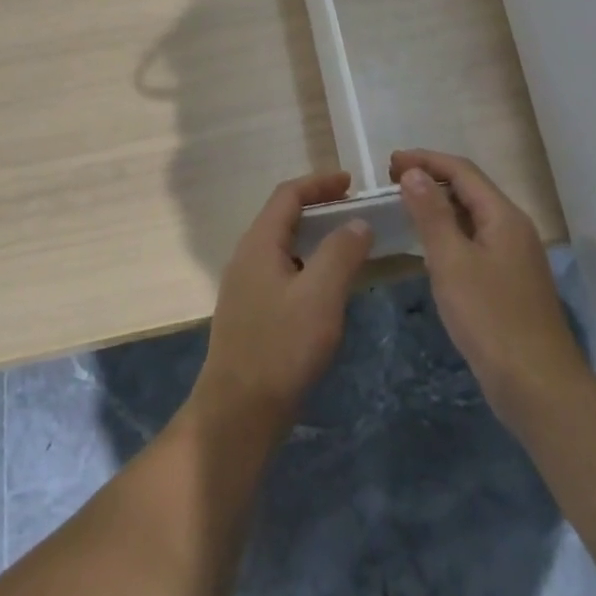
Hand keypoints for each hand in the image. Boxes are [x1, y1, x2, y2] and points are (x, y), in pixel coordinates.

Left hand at [194, 172, 373, 439]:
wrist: (238, 412)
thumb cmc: (281, 348)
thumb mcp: (320, 296)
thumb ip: (340, 253)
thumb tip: (357, 222)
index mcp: (259, 243)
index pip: (288, 195)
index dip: (319, 183)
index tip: (351, 184)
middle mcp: (246, 256)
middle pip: (283, 217)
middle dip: (318, 208)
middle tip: (354, 213)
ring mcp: (244, 286)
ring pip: (282, 246)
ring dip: (313, 238)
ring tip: (346, 247)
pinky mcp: (250, 313)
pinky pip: (281, 271)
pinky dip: (306, 265)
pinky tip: (325, 290)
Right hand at [391, 149, 585, 433]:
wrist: (539, 388)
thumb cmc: (491, 319)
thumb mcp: (451, 261)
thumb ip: (431, 214)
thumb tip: (414, 173)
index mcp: (503, 216)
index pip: (462, 170)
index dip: (425, 160)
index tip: (389, 162)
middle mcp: (513, 228)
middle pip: (470, 189)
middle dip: (431, 178)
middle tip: (392, 181)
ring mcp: (515, 257)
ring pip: (473, 215)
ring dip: (439, 205)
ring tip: (405, 206)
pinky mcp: (510, 282)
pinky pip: (475, 240)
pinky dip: (449, 231)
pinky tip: (431, 247)